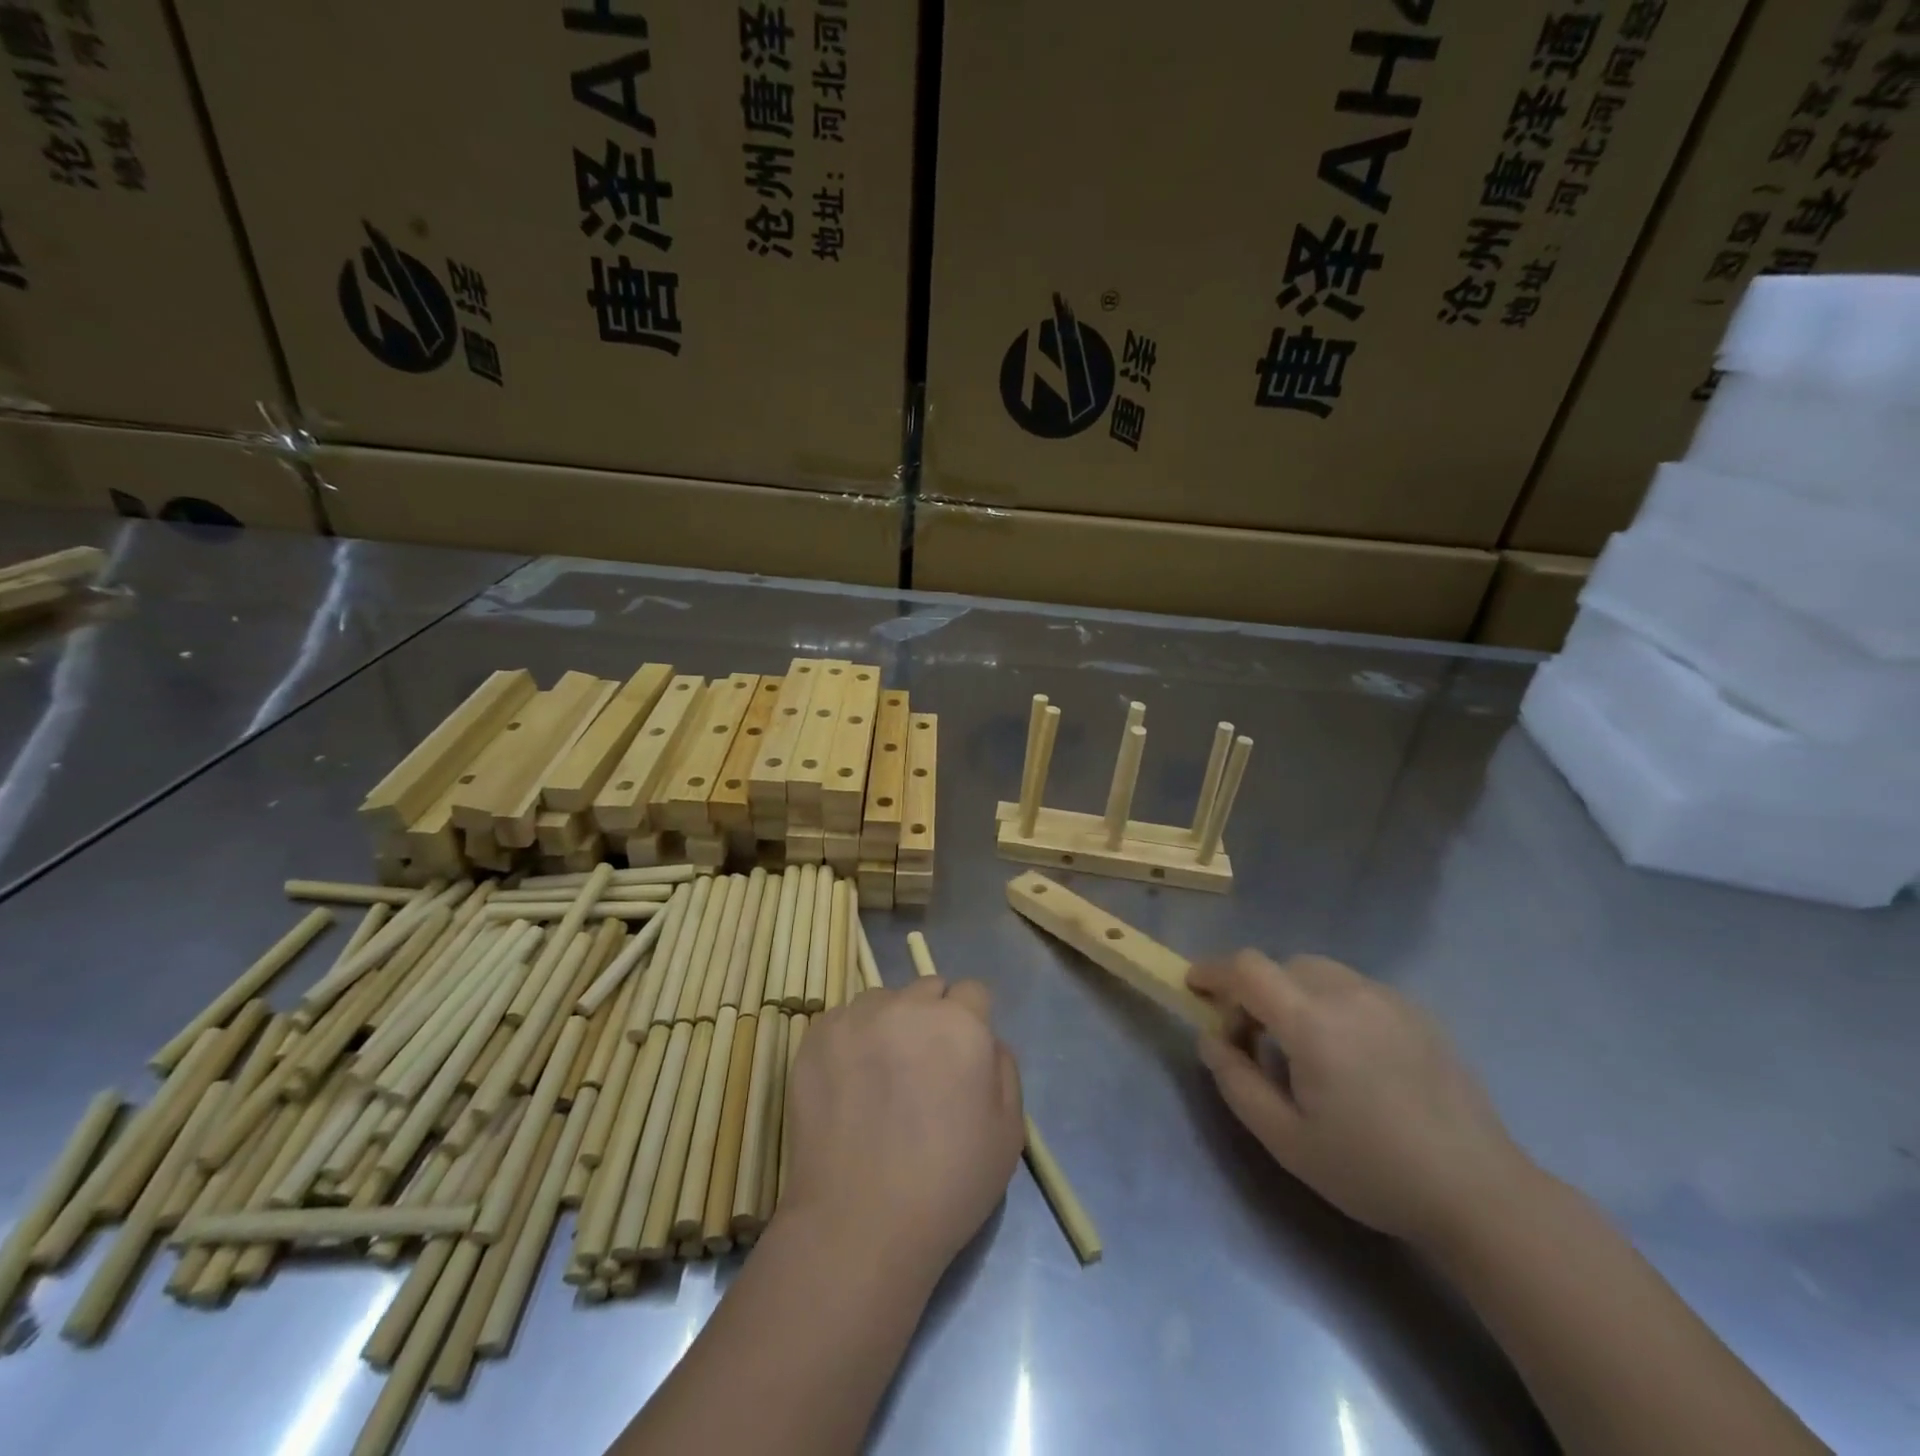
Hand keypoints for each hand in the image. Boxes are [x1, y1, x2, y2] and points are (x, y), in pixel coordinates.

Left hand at [780, 977, 1025, 1282]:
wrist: (859, 1224)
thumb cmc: (946, 1185)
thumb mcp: (1009, 1133)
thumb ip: (1005, 1069)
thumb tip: (987, 1040)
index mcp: (961, 1024)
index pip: (973, 992)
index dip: (972, 1021)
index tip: (963, 1056)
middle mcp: (909, 1006)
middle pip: (928, 989)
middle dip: (932, 1016)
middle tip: (924, 1066)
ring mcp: (858, 1017)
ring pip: (883, 1000)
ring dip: (890, 1023)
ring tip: (881, 1075)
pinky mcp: (818, 1036)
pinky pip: (844, 1020)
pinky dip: (851, 1040)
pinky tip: (849, 1083)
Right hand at [1187, 951, 1534, 1252]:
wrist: (1480, 1194)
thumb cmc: (1372, 1171)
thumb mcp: (1286, 1140)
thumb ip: (1236, 1082)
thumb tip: (1210, 1039)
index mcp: (1313, 1023)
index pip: (1247, 968)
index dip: (1213, 971)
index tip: (1193, 988)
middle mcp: (1349, 994)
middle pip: (1281, 966)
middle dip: (1253, 992)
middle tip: (1252, 1041)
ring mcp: (1389, 998)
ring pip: (1318, 972)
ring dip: (1292, 995)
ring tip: (1302, 1048)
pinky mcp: (1417, 1011)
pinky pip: (1355, 988)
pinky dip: (1330, 1003)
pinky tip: (1349, 1054)